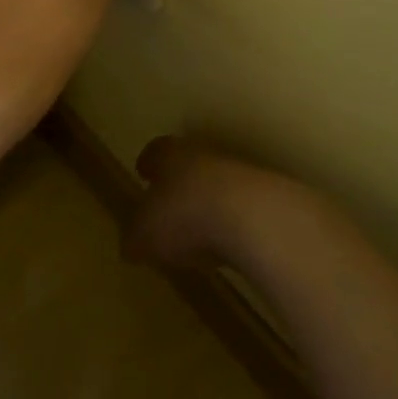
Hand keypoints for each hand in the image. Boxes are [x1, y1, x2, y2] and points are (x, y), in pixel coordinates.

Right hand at [124, 137, 295, 270]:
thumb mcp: (144, 234)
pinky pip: (240, 209)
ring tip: (199, 232)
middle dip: (178, 184)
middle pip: (187, 165)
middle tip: (168, 206)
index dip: (148, 164)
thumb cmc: (185, 216)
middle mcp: (203, 156)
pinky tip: (227, 246)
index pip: (155, 152)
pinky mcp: (267, 199)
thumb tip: (130, 245)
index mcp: (169, 154)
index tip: (143, 172)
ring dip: (207, 204)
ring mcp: (239, 174)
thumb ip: (134, 237)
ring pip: (216, 185)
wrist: (254, 218)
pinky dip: (232, 224)